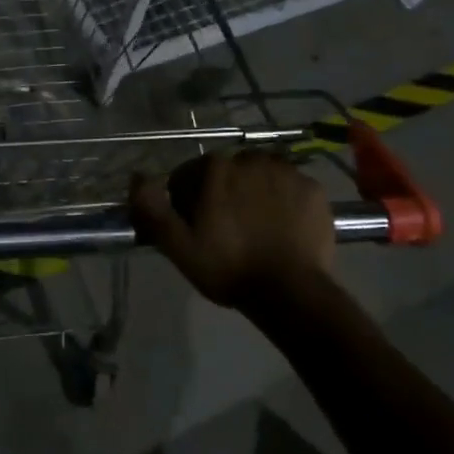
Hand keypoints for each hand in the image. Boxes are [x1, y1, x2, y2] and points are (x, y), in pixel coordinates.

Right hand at [130, 152, 334, 306]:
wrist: (291, 292)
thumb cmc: (228, 267)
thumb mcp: (177, 245)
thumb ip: (152, 208)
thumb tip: (138, 177)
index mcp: (216, 169)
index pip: (190, 174)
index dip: (187, 199)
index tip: (193, 225)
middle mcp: (252, 160)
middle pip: (228, 172)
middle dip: (223, 192)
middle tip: (226, 228)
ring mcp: (288, 173)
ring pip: (262, 176)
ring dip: (255, 192)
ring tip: (256, 226)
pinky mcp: (315, 190)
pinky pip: (292, 188)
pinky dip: (285, 201)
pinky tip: (283, 227)